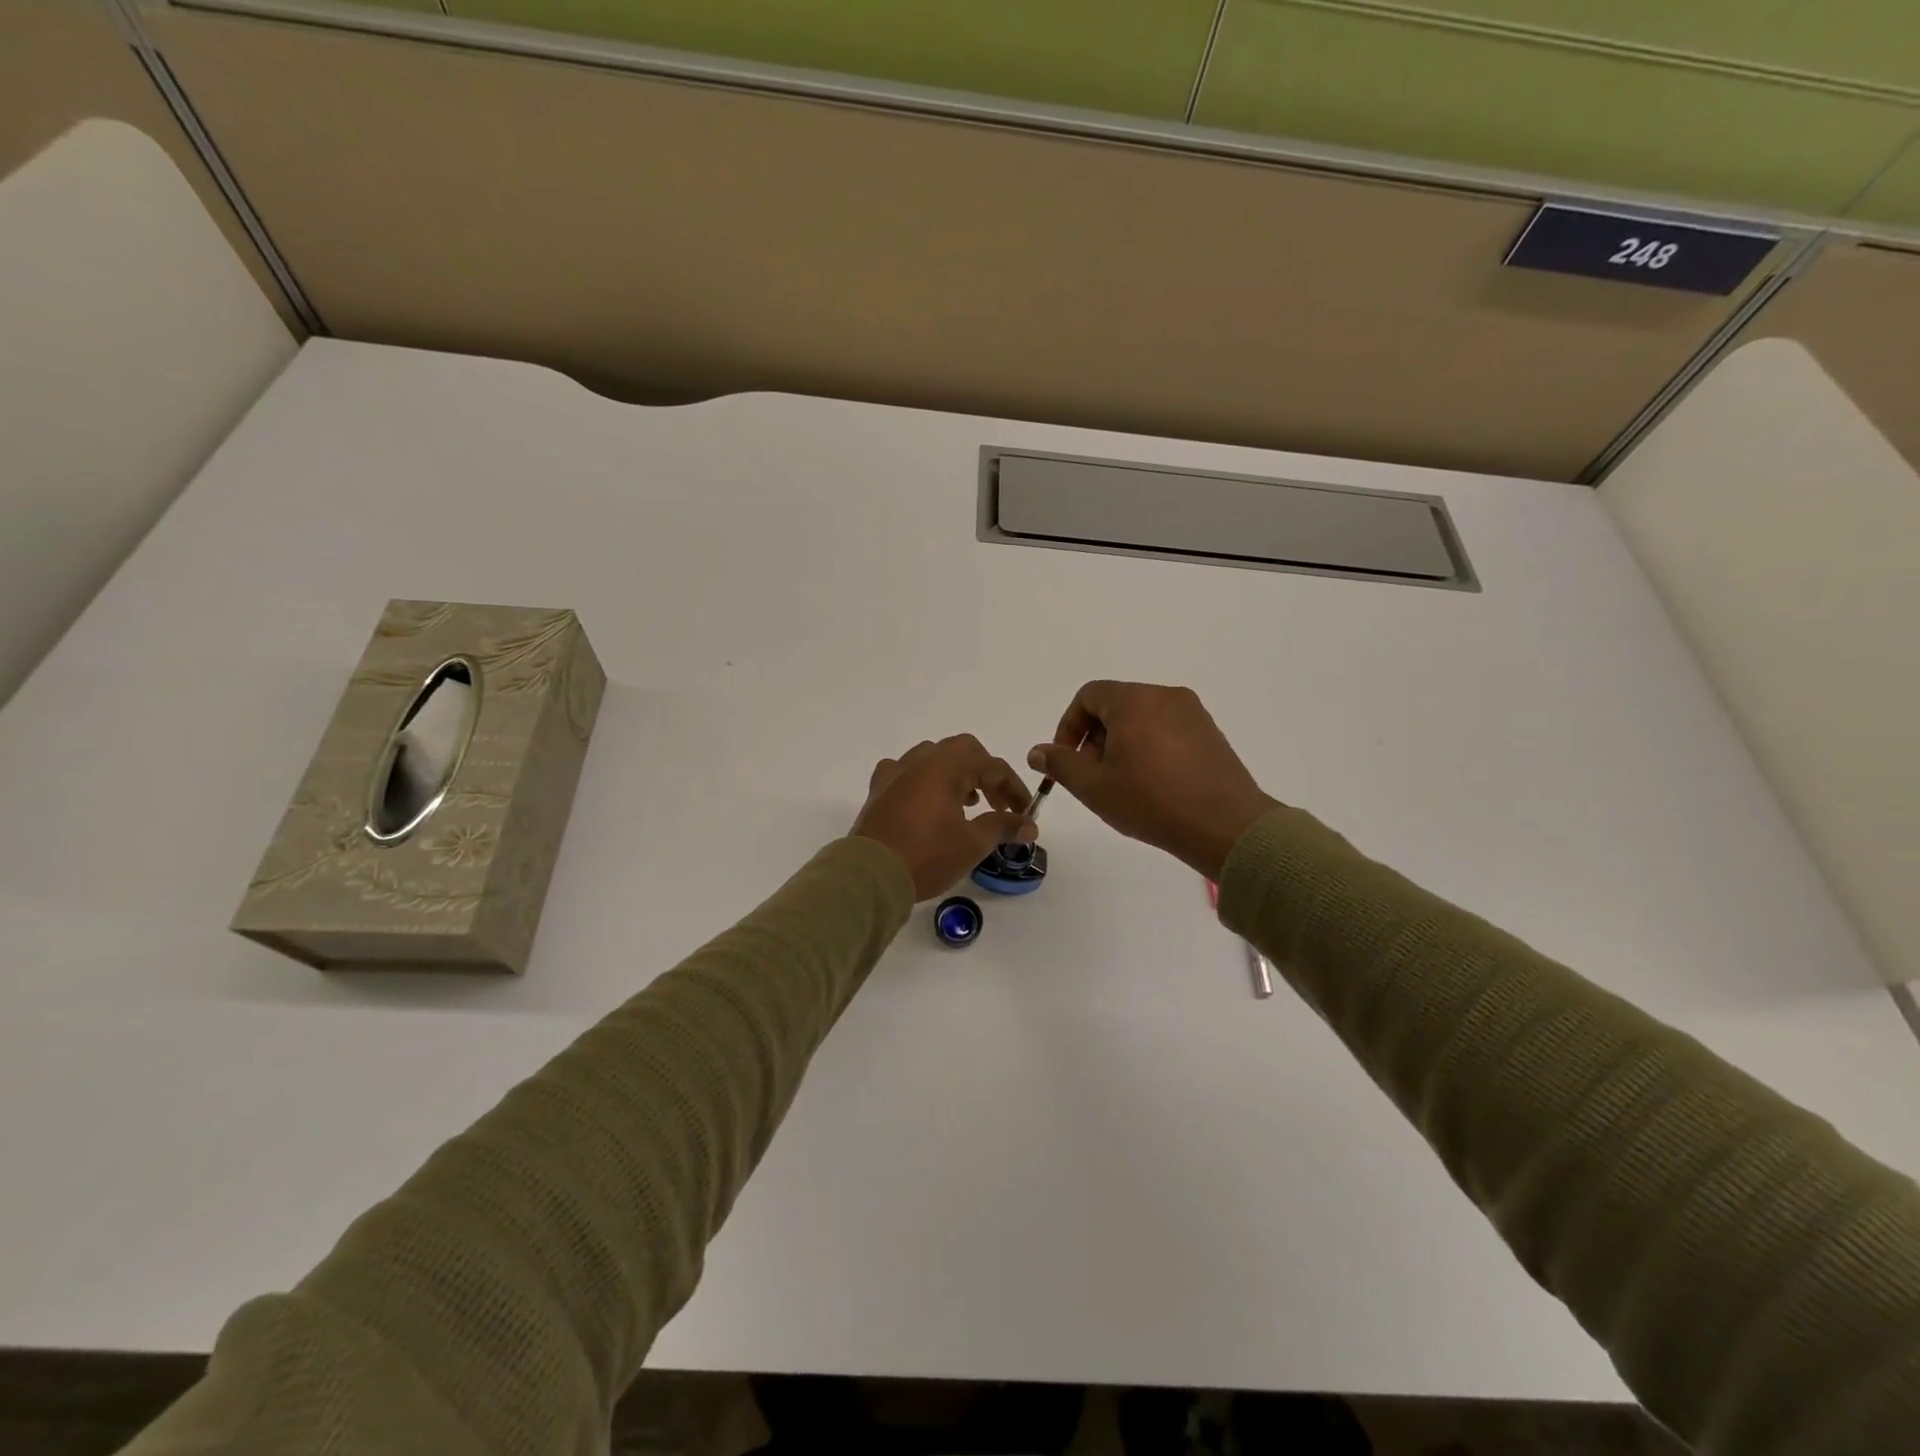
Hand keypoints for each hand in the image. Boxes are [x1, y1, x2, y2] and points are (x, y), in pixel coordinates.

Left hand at [852, 735, 1036, 900]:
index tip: (1025, 813)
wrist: (870, 876)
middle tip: (997, 804)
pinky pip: (905, 772)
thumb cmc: (927, 856)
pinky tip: (926, 802)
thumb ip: (1003, 826)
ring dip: (956, 774)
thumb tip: (1029, 825)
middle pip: (962, 751)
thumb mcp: (972, 844)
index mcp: (946, 767)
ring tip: (967, 804)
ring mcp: (895, 773)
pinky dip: (923, 780)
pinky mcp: (879, 790)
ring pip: (933, 757)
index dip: (1014, 788)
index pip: (992, 765)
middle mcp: (920, 761)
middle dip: (986, 773)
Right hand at [1029, 682, 1277, 880]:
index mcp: (1133, 700)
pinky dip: (1150, 748)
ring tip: (1123, 784)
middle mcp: (1164, 695)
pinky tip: (1154, 785)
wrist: (1225, 826)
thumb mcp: (1093, 786)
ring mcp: (1192, 713)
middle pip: (1115, 705)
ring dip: (1122, 744)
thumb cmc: (1150, 801)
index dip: (1069, 726)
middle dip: (1096, 737)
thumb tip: (1037, 752)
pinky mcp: (1210, 733)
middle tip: (1094, 777)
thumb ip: (1060, 763)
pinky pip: (1167, 730)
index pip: (1088, 696)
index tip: (1068, 760)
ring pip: (1142, 718)